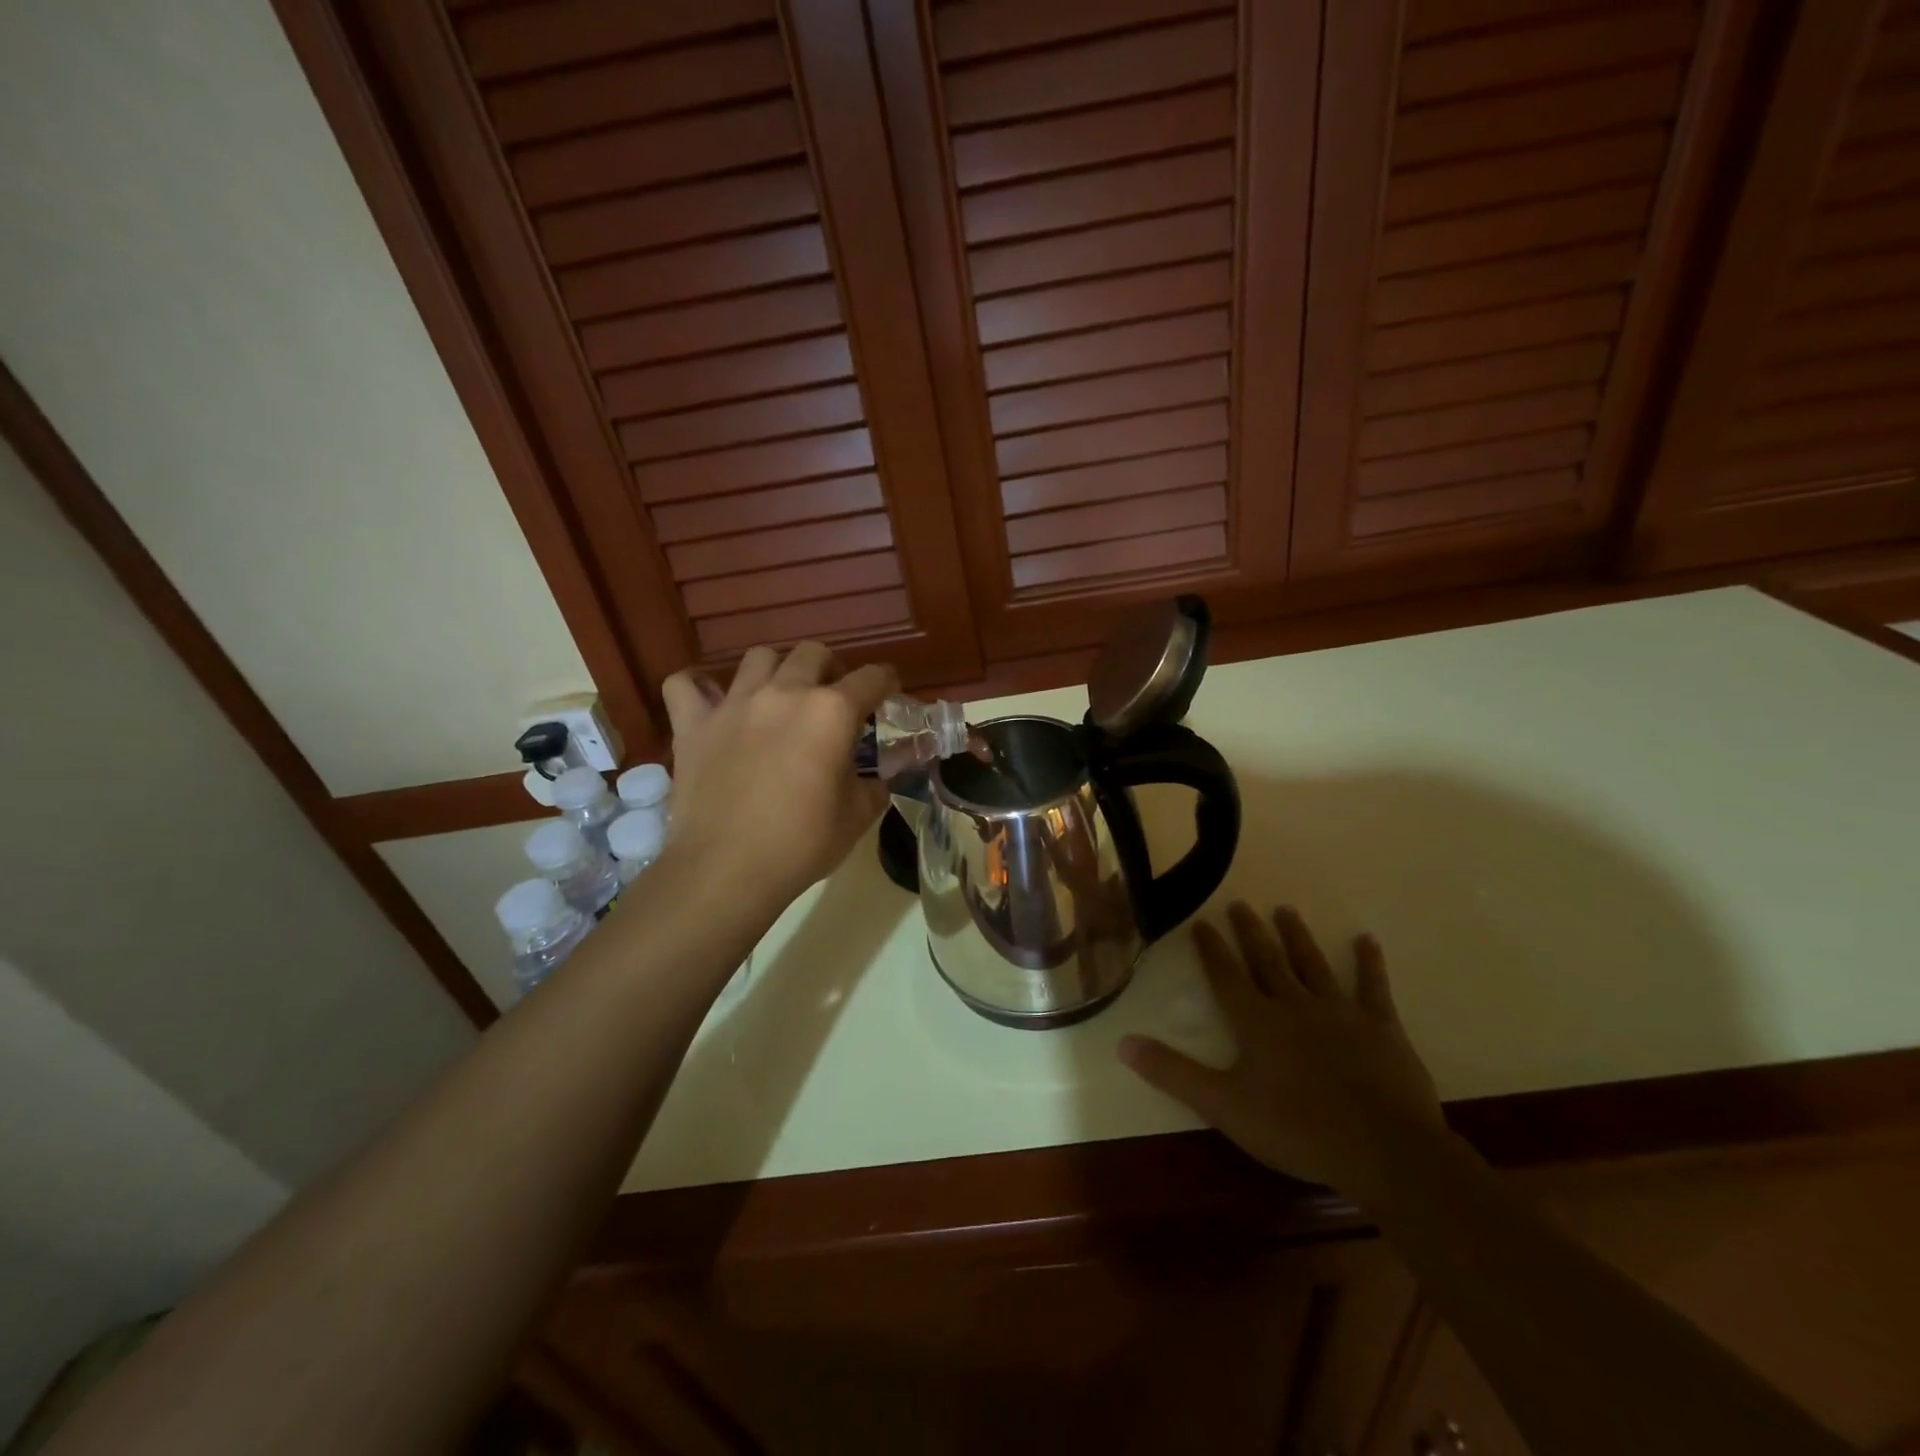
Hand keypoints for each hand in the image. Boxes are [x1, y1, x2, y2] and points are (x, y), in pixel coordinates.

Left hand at [661, 643, 896, 910]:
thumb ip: (874, 785)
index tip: (888, 693)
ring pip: (758, 657)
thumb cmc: (802, 843)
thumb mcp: (858, 817)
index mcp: (832, 712)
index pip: (872, 678)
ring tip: (778, 697)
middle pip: (813, 653)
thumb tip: (877, 777)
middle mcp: (785, 693)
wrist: (727, 869)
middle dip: (830, 669)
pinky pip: (685, 684)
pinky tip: (710, 702)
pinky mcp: (693, 724)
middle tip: (832, 698)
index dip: (886, 682)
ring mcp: (734, 704)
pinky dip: (698, 687)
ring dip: (776, 670)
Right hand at [1119, 903, 1442, 1193]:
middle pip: (1267, 960)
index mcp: (1256, 1021)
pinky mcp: (1381, 1028)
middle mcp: (1294, 1004)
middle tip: (1240, 904)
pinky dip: (1369, 963)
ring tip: (1286, 910)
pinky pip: (1372, 987)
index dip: (1211, 949)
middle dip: (1250, 932)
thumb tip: (1122, 1042)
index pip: (1225, 976)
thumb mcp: (1223, 1105)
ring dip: (1297, 937)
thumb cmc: (1296, 1128)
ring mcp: (1340, 1012)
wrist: (1382, 1149)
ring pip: (1312, 964)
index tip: (1201, 922)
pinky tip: (1366, 940)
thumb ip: (1173, 1072)